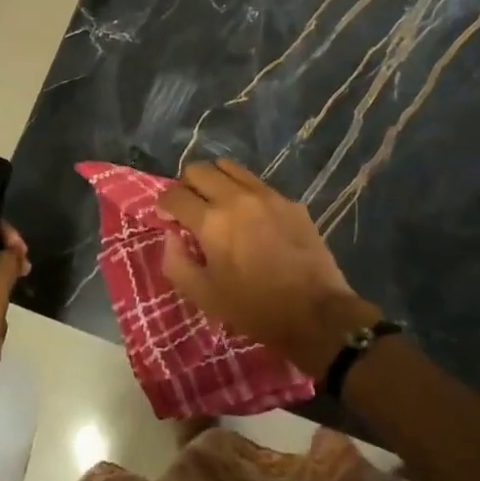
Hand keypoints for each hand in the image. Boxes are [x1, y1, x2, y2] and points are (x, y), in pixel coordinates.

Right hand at [157, 159, 380, 374]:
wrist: (316, 313)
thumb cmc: (254, 308)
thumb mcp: (204, 296)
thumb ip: (176, 262)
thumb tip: (171, 236)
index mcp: (212, 221)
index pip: (174, 194)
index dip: (163, 205)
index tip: (166, 218)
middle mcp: (237, 198)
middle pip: (199, 169)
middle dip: (186, 185)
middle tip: (189, 209)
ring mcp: (267, 195)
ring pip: (229, 167)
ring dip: (215, 181)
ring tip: (217, 204)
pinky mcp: (290, 201)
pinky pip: (256, 183)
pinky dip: (243, 192)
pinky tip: (250, 217)